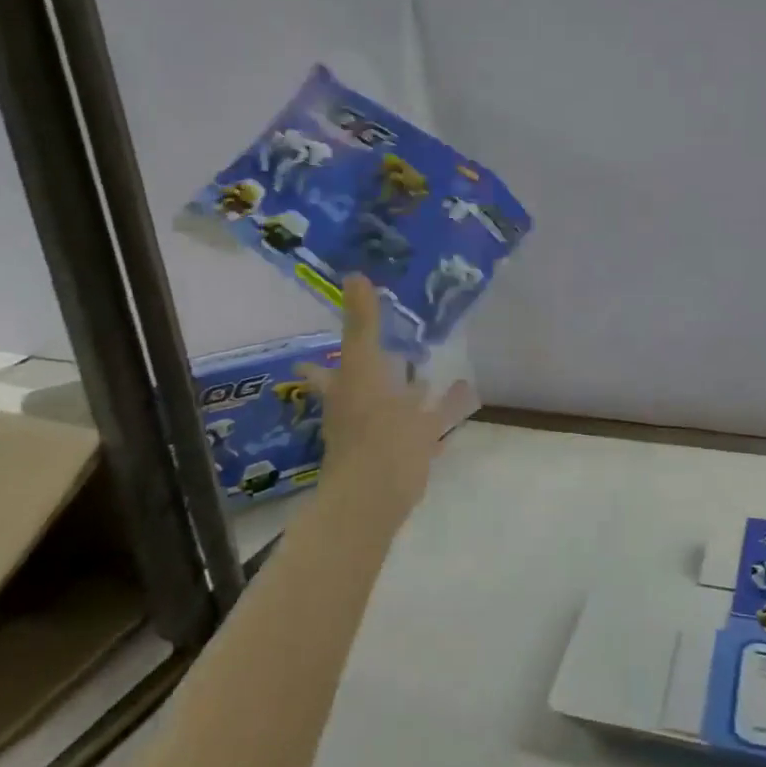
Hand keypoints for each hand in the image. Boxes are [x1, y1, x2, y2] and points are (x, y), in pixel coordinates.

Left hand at [296, 275, 469, 534]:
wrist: (379, 492)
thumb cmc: (369, 426)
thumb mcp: (365, 366)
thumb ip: (362, 323)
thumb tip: (354, 274)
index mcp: (346, 393)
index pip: (324, 375)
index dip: (316, 369)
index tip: (308, 360)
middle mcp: (359, 415)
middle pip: (359, 394)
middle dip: (370, 380)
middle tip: (385, 360)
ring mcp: (385, 438)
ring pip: (395, 411)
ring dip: (408, 397)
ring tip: (425, 378)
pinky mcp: (411, 455)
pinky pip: (426, 431)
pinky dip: (438, 418)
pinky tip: (456, 408)